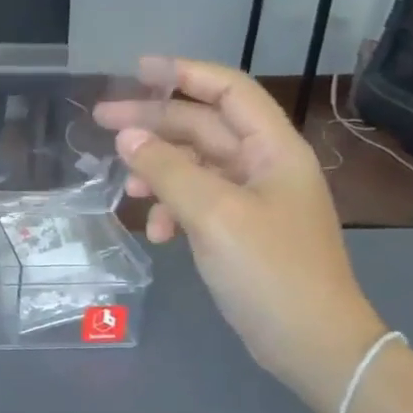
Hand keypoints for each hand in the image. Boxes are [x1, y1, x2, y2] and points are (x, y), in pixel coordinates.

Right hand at [96, 60, 385, 412]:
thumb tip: (125, 136)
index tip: (137, 69)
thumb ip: (168, 170)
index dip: (185, 74)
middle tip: (101, 121)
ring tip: (126, 187)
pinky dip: (172, 209)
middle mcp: (263, 166)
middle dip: (153, 123)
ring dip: (157, 171)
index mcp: (273, 150)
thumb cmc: (270, 270)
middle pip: (202, 128)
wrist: (311, 342)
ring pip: (194, 166)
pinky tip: (158, 232)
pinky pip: (196, 202)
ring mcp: (251, 200)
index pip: (228, 92)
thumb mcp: (214, 215)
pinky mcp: (238, 230)